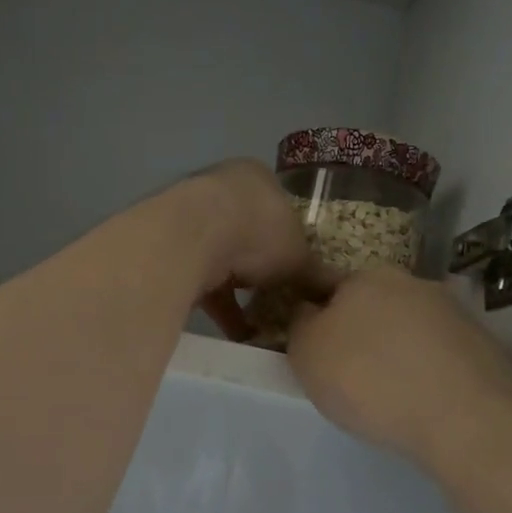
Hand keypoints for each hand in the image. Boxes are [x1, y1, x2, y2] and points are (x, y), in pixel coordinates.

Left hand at [170, 161, 336, 340]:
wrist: (190, 238)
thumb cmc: (257, 231)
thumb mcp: (299, 256)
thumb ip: (316, 274)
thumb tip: (339, 293)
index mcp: (255, 177)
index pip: (279, 208)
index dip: (292, 241)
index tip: (300, 271)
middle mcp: (220, 190)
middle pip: (248, 234)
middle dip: (262, 269)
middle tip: (281, 299)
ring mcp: (191, 219)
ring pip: (223, 259)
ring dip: (239, 292)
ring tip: (262, 325)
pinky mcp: (172, 251)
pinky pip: (203, 282)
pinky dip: (221, 308)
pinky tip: (238, 335)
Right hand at [286, 268, 511, 464]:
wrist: (463, 419)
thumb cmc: (368, 379)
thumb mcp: (306, 353)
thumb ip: (300, 324)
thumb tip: (309, 311)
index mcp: (365, 276)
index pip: (325, 284)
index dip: (313, 313)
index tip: (310, 346)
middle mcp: (411, 282)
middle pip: (369, 305)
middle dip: (356, 331)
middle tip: (344, 373)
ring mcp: (452, 312)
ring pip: (406, 328)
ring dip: (393, 350)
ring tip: (386, 393)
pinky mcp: (482, 345)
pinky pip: (437, 354)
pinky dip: (425, 370)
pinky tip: (420, 400)